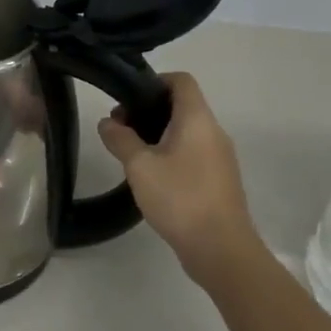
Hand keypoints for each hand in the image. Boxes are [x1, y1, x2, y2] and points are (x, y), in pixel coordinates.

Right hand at [98, 72, 260, 285]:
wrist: (222, 250)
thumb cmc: (180, 198)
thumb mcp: (140, 167)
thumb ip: (120, 139)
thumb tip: (108, 123)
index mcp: (197, 119)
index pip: (181, 80)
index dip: (155, 81)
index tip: (129, 98)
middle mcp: (214, 132)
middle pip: (182, 105)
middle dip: (149, 110)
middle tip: (121, 129)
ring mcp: (220, 157)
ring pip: (187, 131)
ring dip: (159, 134)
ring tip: (132, 154)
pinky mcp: (220, 180)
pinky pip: (194, 153)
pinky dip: (172, 154)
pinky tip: (153, 177)